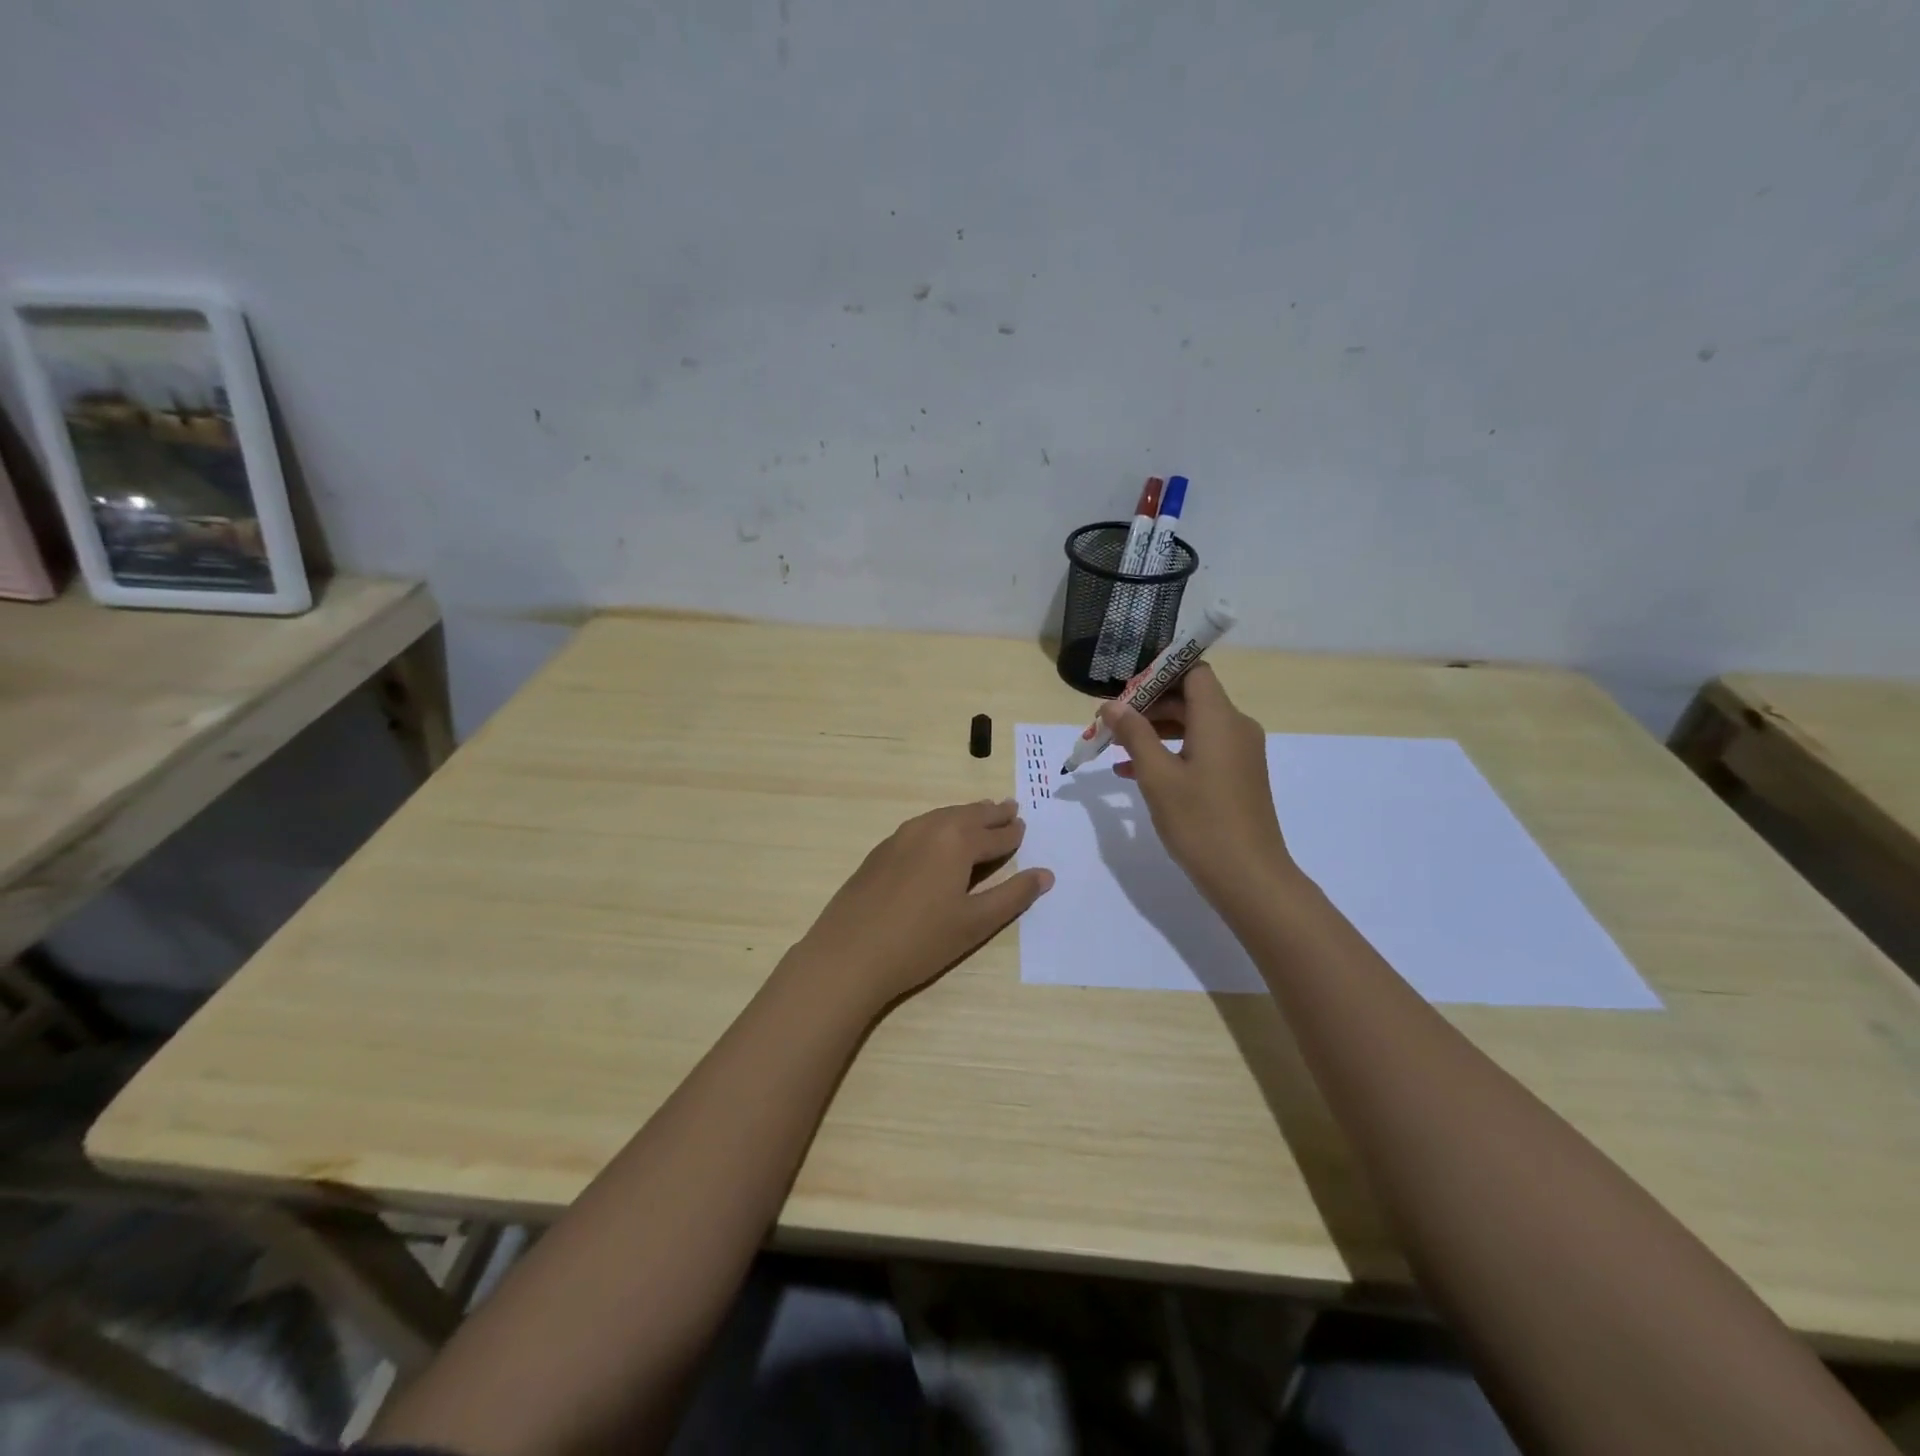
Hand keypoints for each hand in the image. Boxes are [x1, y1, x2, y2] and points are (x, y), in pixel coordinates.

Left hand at [794, 799, 1053, 1015]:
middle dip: (991, 814)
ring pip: (942, 817)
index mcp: (957, 841)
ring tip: (979, 815)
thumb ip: (1013, 895)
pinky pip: (921, 827)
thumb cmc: (921, 941)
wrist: (849, 954)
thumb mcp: (975, 923)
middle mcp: (930, 828)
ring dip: (965, 815)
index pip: (995, 834)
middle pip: (968, 816)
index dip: (1012, 833)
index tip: (1024, 827)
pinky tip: (939, 838)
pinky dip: (940, 825)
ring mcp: (900, 837)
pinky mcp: (881, 851)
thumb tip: (1045, 874)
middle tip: (1010, 809)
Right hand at [1103, 664, 1298, 912]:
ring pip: (1193, 726)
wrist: (1249, 877)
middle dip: (1148, 706)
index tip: (1125, 691)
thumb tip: (1113, 705)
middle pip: (1190, 698)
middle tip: (1110, 723)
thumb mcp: (1157, 776)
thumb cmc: (1200, 822)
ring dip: (1155, 731)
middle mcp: (1236, 727)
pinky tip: (1133, 772)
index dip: (1158, 673)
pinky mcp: (1238, 776)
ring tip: (1115, 748)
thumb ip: (1134, 734)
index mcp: (1220, 719)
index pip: (1193, 671)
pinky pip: (1201, 749)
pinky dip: (1171, 752)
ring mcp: (1240, 753)